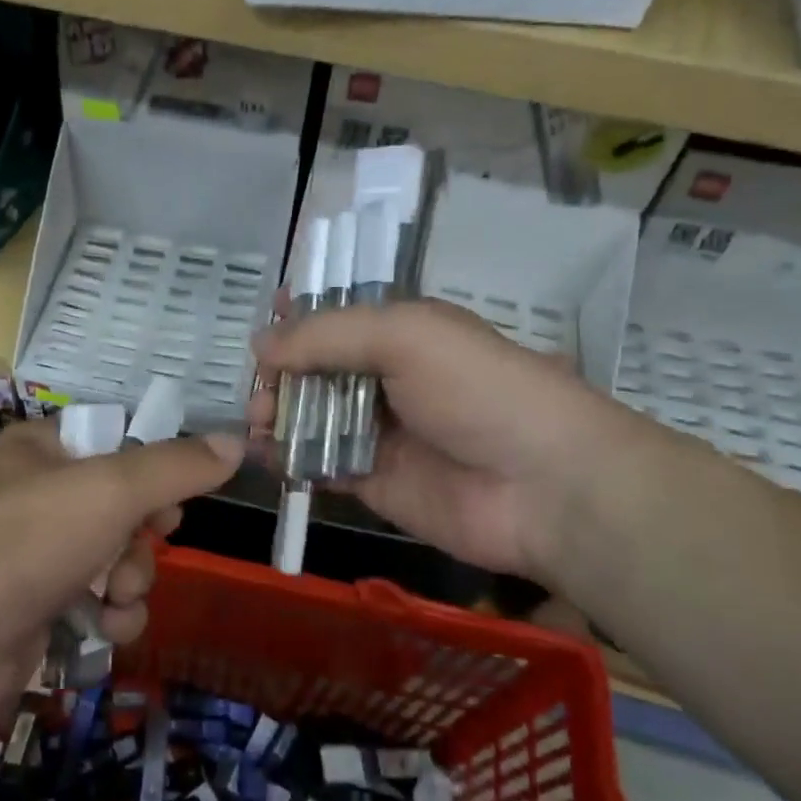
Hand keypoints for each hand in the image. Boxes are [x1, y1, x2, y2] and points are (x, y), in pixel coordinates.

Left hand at [0, 418, 243, 727]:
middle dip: (142, 540)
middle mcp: (35, 498)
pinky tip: (105, 630)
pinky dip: (109, 619)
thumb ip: (177, 467)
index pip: (115, 447)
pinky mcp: (34, 614)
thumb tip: (237, 441)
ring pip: (115, 563)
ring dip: (131, 583)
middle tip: (141, 550)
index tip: (172, 500)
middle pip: (122, 510)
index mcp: (41, 451)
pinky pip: (95, 608)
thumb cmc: (28, 539)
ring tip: (116, 596)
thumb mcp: (112, 488)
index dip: (152, 473)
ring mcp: (32, 559)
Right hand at [250, 299, 622, 580]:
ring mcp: (378, 432)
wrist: (543, 486)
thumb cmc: (478, 391)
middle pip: (316, 367)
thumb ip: (327, 335)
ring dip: (278, 414)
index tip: (263, 319)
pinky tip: (263, 454)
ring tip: (258, 421)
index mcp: (401, 333)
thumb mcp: (405, 336)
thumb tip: (261, 343)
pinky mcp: (371, 481)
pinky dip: (288, 458)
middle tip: (261, 390)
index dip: (299, 314)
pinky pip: (318, 464)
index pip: (338, 315)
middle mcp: (386, 378)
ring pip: (311, 416)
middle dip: (281, 372)